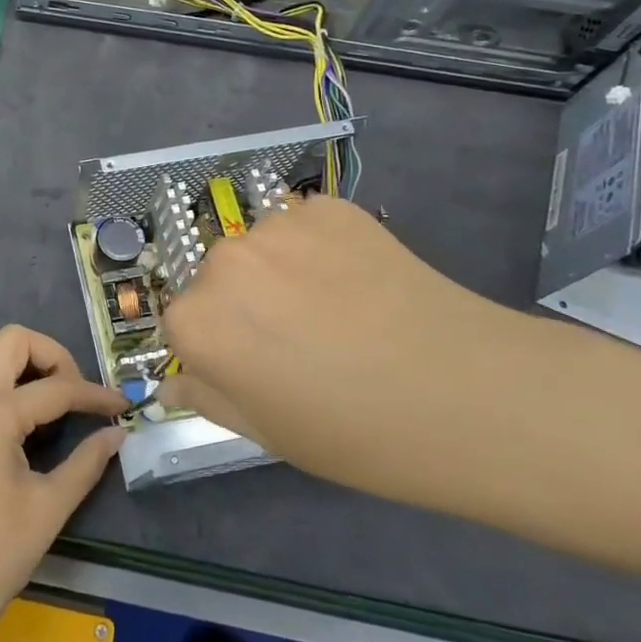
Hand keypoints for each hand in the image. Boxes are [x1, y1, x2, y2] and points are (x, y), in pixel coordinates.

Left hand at [0, 326, 126, 641]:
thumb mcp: (50, 507)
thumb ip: (87, 462)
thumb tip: (117, 434)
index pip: (55, 389)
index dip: (94, 396)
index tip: (123, 407)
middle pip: (13, 340)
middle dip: (53, 356)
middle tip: (77, 394)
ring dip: (22, 363)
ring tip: (50, 400)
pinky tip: (19, 413)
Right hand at [159, 196, 523, 494]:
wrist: (468, 394)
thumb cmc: (357, 434)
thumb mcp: (269, 433)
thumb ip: (208, 399)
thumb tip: (172, 387)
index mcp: (198, 323)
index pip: (184, 323)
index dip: (219, 346)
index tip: (255, 366)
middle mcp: (223, 263)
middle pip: (219, 279)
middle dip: (246, 304)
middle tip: (301, 340)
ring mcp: (277, 227)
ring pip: (262, 249)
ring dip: (282, 271)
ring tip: (338, 309)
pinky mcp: (328, 208)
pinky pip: (305, 225)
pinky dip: (321, 247)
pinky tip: (360, 282)